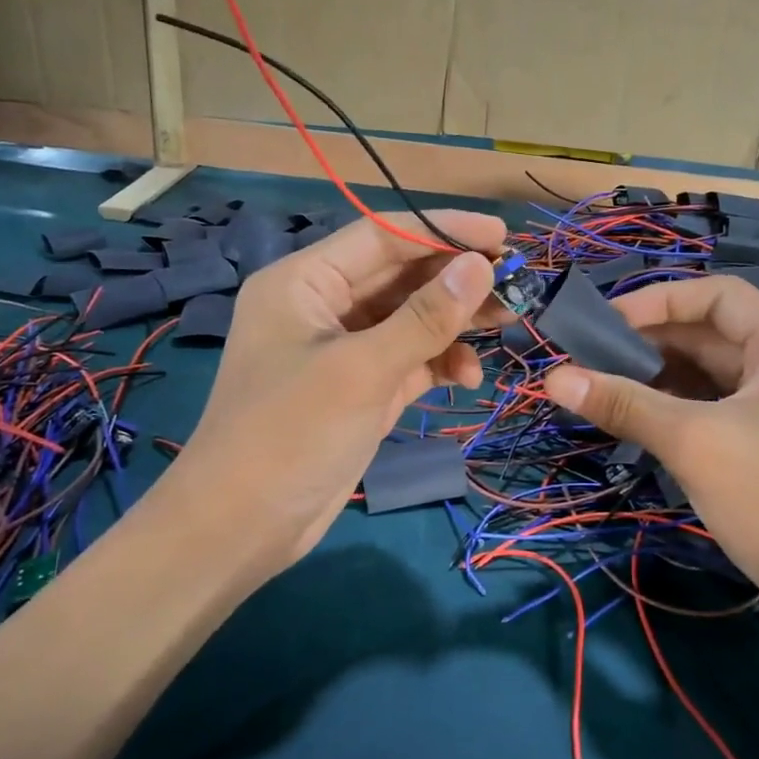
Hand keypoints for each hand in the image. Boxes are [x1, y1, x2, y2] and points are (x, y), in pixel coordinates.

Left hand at [165, 210, 505, 586]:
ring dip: (455, 322)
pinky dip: (440, 362)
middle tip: (516, 282)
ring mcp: (343, 350)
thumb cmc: (291, 435)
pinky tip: (468, 376)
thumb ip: (425, 317)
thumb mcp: (363, 370)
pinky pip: (409, 359)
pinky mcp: (361, 388)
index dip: (444, 231)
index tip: (501, 235)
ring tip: (507, 322)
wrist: (242, 527)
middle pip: (401, 276)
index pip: (382, 236)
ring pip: (411, 319)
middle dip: (456, 279)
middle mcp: (323, 306)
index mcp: (304, 281)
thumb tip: (482, 264)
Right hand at [541, 275, 758, 627]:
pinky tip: (647, 419)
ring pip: (719, 371)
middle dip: (654, 342)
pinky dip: (687, 405)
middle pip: (715, 332)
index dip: (657, 302)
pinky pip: (728, 404)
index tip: (604, 324)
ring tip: (610, 388)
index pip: (717, 294)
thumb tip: (552, 378)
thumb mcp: (693, 444)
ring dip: (666, 375)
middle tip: (594, 360)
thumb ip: (624, 403)